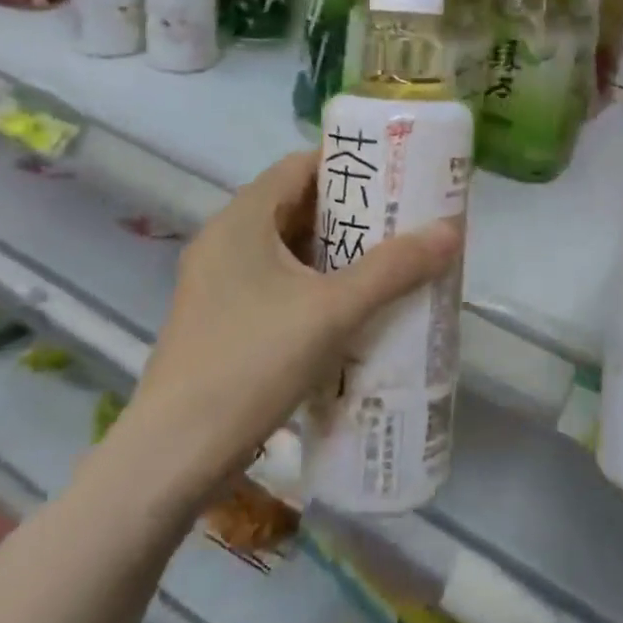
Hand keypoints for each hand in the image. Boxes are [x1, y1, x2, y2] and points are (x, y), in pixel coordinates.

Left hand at [128, 151, 461, 496]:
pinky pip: (275, 283)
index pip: (300, 165)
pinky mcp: (218, 320)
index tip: (394, 176)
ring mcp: (217, 283)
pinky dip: (312, 285)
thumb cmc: (251, 364)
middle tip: (401, 222)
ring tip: (387, 262)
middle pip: (296, 206)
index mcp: (242, 219)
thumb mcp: (332, 312)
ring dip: (333, 253)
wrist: (172, 457)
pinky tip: (347, 310)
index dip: (348, 165)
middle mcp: (224, 240)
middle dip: (350, 213)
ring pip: (286, 249)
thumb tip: (450, 230)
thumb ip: (392, 269)